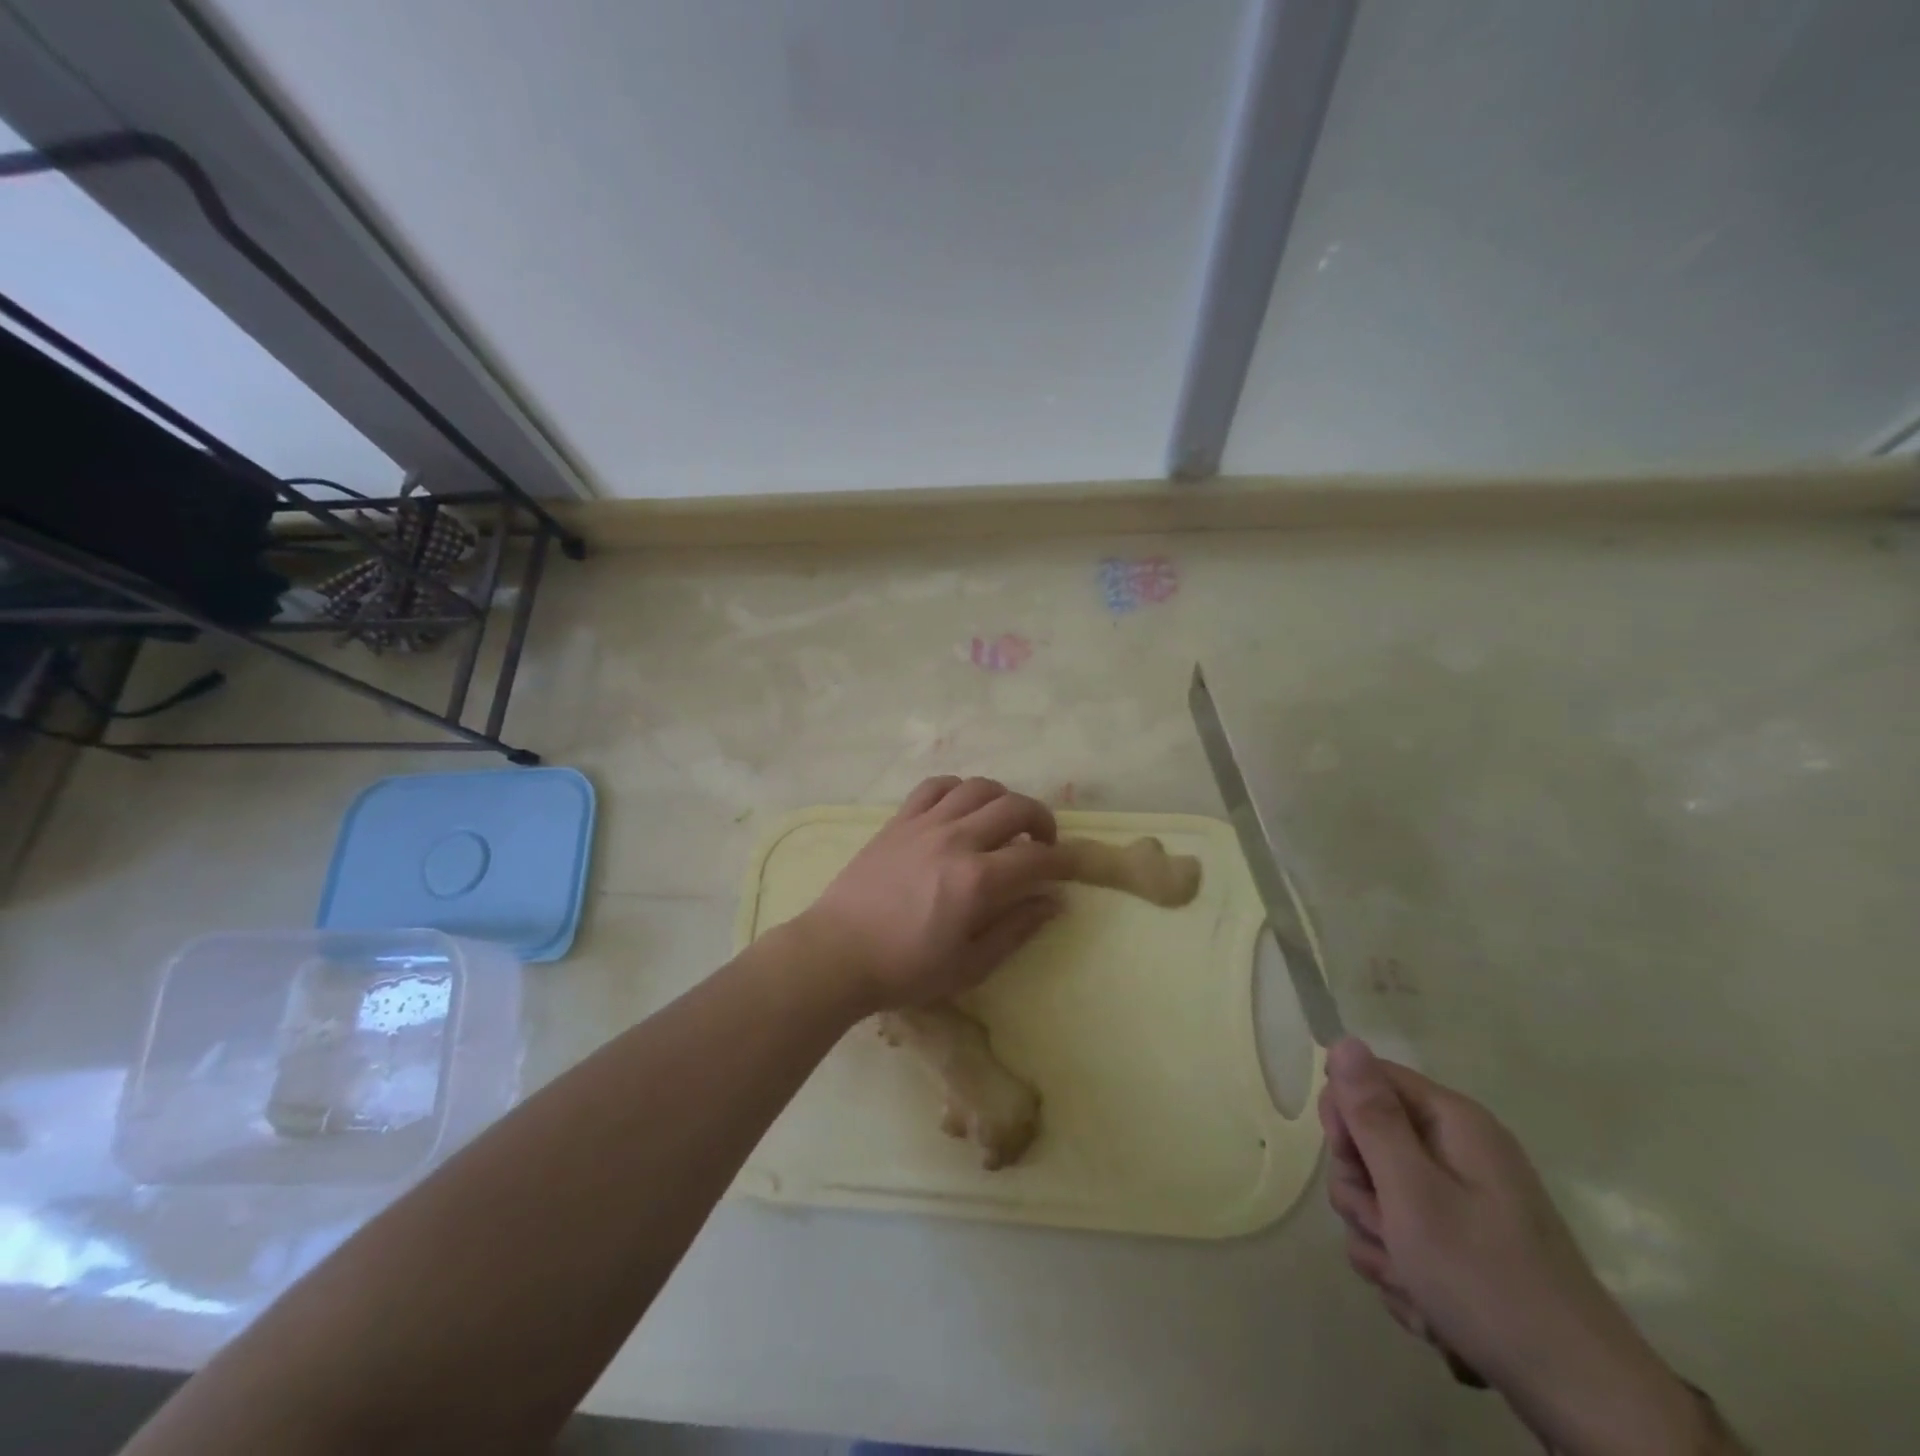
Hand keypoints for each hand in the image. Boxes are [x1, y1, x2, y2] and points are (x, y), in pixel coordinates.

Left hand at [796, 777, 1067, 1011]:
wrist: (837, 953)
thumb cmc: (905, 969)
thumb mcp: (970, 965)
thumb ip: (1016, 929)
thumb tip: (1054, 902)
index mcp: (977, 881)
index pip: (1037, 858)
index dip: (1064, 860)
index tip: (1073, 866)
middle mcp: (956, 840)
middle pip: (1014, 807)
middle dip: (1041, 820)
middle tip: (1042, 843)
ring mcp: (924, 824)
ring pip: (978, 787)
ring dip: (1002, 799)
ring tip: (1003, 822)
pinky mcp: (898, 820)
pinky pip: (935, 786)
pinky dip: (958, 789)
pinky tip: (961, 808)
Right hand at [1321, 1039, 1723, 1455]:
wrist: (1579, 1398)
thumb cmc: (1486, 1280)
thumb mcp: (1413, 1192)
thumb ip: (1372, 1115)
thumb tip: (1343, 1039)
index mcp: (1451, 1122)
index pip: (1365, 1080)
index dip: (1346, 1118)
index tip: (1355, 1164)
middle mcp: (1456, 1151)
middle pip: (1366, 1143)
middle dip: (1362, 1193)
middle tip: (1388, 1229)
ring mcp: (1460, 1201)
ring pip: (1376, 1198)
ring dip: (1379, 1241)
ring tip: (1412, 1281)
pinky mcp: (1460, 1245)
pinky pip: (1399, 1239)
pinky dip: (1402, 1272)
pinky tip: (1428, 1306)